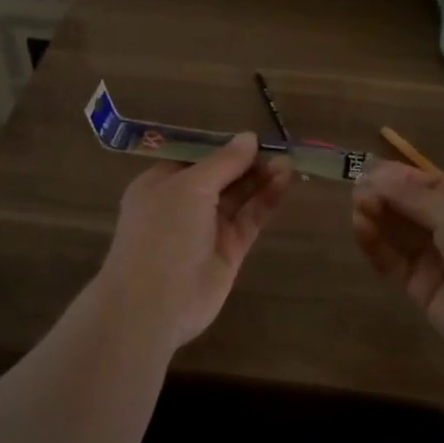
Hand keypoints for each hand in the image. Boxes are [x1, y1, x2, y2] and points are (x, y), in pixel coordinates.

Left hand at [92, 134, 293, 350]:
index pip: (196, 158)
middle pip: (221, 176)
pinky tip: (285, 182)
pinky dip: (266, 201)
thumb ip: (223, 162)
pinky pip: (249, 219)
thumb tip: (249, 137)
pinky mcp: (228, 251)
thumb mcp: (190, 186)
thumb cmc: (163, 233)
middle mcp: (182, 204)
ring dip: (261, 179)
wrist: (154, 304)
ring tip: (289, 162)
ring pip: (238, 197)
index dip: (224, 147)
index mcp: (160, 184)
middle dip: (248, 163)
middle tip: (279, 149)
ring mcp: (206, 229)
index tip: (252, 138)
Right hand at [352, 162, 443, 378]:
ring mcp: (438, 264)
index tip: (367, 169)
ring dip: (378, 219)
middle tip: (357, 190)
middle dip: (384, 197)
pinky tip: (362, 230)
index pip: (428, 186)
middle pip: (410, 210)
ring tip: (357, 208)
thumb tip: (376, 172)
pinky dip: (377, 248)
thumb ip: (413, 196)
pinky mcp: (423, 293)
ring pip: (399, 236)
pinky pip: (395, 265)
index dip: (398, 178)